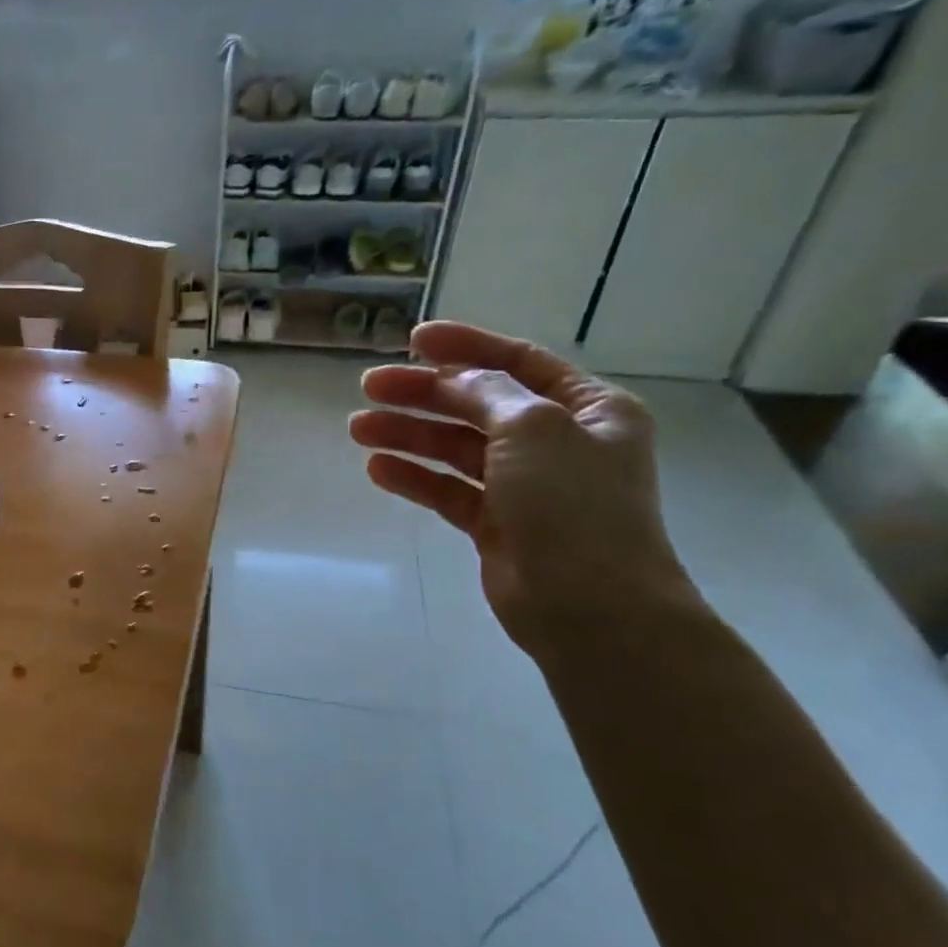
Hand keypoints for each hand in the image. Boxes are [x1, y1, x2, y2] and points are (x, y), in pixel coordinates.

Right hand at [350, 322, 696, 655]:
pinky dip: (415, 477)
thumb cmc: (572, 505)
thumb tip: (452, 378)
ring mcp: (525, 485)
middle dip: (423, 394)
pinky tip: (378, 469)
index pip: (519, 362)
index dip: (465, 346)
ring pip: (456, 448)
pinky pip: (448, 489)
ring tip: (358, 428)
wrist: (589, 607)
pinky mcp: (496, 524)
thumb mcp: (534, 429)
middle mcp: (558, 442)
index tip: (412, 339)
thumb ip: (488, 394)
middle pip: (477, 405)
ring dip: (409, 434)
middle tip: (369, 387)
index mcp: (588, 409)